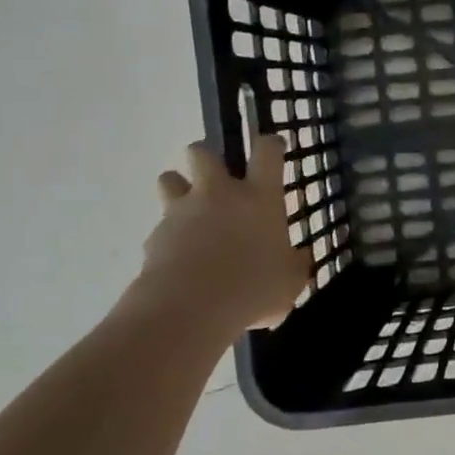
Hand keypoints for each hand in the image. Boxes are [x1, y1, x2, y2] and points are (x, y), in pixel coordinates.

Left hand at [138, 136, 311, 329]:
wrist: (188, 309)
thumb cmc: (252, 288)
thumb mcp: (290, 281)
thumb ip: (294, 264)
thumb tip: (299, 258)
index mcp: (259, 197)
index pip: (267, 152)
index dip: (271, 145)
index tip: (273, 148)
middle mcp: (219, 195)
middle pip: (202, 152)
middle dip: (207, 157)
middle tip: (217, 177)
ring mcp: (182, 212)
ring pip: (169, 179)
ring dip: (178, 187)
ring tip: (190, 211)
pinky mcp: (155, 236)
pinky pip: (160, 226)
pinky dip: (169, 236)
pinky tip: (179, 259)